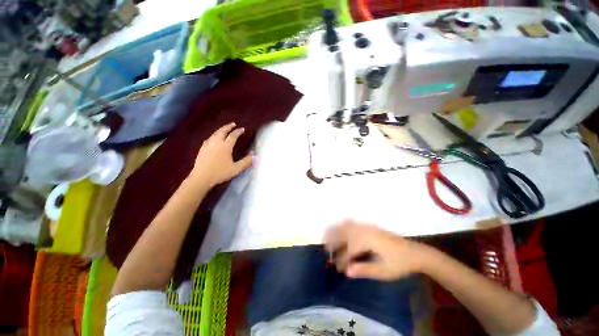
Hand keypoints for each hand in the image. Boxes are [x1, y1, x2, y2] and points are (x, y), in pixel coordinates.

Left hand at [190, 123, 252, 186]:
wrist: (201, 178)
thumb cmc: (220, 173)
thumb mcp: (236, 169)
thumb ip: (246, 161)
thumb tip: (255, 155)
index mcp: (225, 146)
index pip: (233, 136)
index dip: (238, 132)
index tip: (242, 129)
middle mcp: (216, 143)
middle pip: (222, 131)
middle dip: (228, 127)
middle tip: (233, 124)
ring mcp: (208, 145)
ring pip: (215, 134)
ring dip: (221, 129)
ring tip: (225, 129)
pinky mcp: (202, 149)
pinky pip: (209, 138)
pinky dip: (214, 135)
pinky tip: (213, 138)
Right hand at [324, 220, 431, 280]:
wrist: (415, 253)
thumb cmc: (399, 264)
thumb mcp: (383, 271)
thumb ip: (364, 270)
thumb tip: (347, 272)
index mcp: (368, 242)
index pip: (349, 250)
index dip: (342, 260)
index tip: (337, 268)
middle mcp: (365, 231)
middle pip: (344, 233)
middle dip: (333, 240)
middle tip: (326, 248)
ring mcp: (367, 227)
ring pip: (347, 225)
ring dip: (336, 230)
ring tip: (328, 235)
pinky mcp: (370, 226)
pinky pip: (353, 222)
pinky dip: (344, 224)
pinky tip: (341, 226)